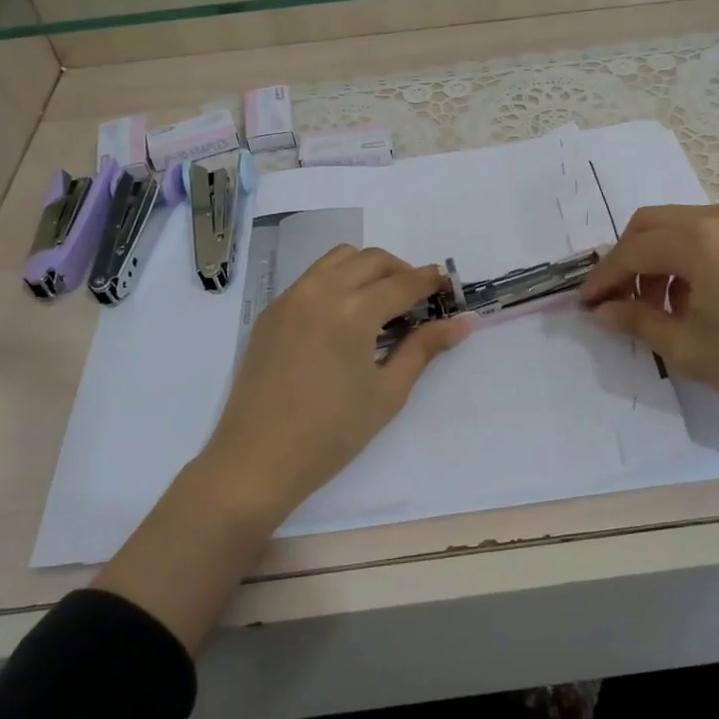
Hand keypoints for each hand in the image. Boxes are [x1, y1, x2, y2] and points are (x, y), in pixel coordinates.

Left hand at [197, 244, 470, 524]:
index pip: (402, 283)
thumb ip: (423, 348)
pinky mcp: (271, 311)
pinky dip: (337, 280)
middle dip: (401, 271)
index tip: (447, 288)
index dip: (430, 282)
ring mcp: (290, 297)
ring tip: (381, 303)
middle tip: (417, 300)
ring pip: (339, 258)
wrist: (256, 460)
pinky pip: (312, 277)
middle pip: (372, 259)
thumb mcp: (387, 393)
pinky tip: (344, 316)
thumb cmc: (331, 434)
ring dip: (367, 269)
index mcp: (352, 311)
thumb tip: (462, 323)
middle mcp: (320, 291)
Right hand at [579, 202, 718, 436]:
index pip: (631, 251)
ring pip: (676, 227)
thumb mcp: (689, 349)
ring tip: (655, 308)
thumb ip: (637, 322)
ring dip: (654, 259)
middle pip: (649, 225)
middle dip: (625, 260)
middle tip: (615, 301)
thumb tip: (602, 311)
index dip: (603, 278)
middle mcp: (718, 217)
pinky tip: (689, 298)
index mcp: (698, 240)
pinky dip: (683, 258)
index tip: (584, 305)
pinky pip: (704, 234)